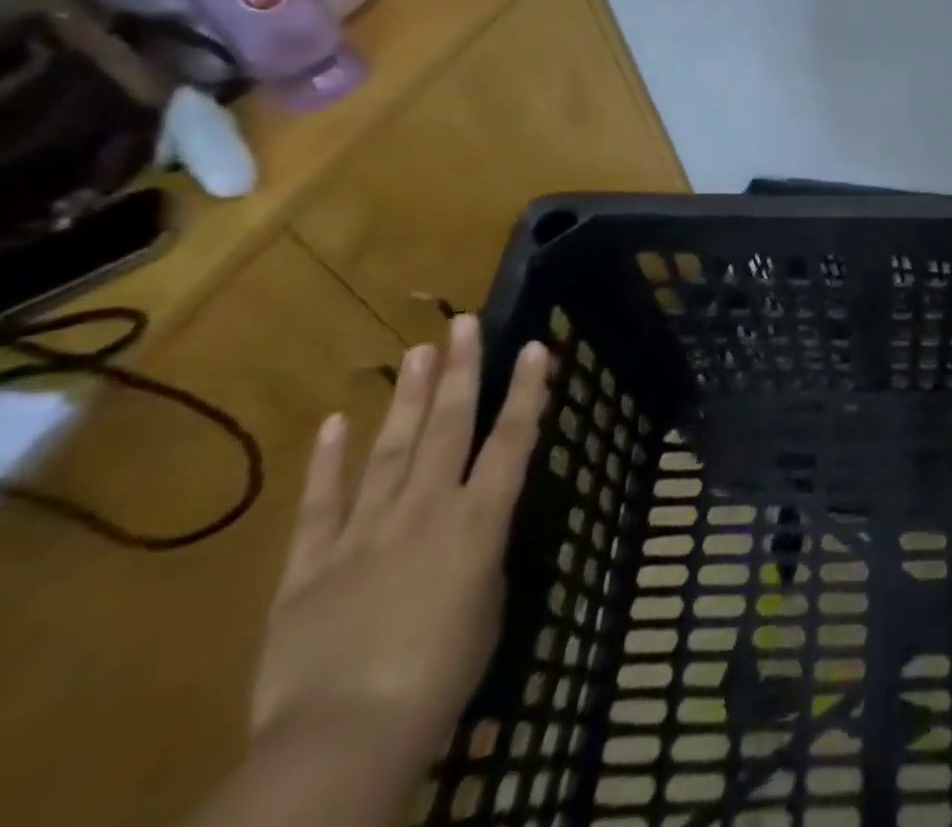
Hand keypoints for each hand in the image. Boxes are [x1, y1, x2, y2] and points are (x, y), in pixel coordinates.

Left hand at [250, 316, 548, 770]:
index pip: (512, 440)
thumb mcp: (488, 608)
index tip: (535, 346)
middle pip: (448, 426)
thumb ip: (481, 559)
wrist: (343, 736)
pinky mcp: (308, 564)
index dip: (527, 391)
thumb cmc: (441, 675)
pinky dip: (328, 460)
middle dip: (461, 371)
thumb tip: (471, 535)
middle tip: (465, 323)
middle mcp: (425, 509)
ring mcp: (363, 531)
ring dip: (408, 398)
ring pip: (391, 449)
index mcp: (478, 521)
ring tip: (419, 352)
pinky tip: (337, 421)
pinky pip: (321, 503)